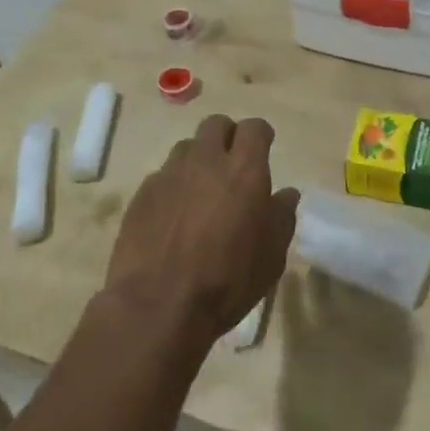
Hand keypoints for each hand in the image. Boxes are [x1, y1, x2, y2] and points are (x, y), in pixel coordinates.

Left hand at [104, 114, 299, 350]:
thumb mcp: (271, 257)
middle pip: (216, 125)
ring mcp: (170, 174)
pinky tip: (174, 215)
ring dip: (198, 159)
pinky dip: (173, 185)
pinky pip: (163, 175)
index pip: (254, 128)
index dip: (260, 136)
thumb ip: (282, 217)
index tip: (263, 149)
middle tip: (232, 165)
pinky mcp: (142, 193)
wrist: (158, 305)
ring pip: (187, 147)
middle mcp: (206, 160)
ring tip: (201, 190)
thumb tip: (286, 194)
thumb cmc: (227, 281)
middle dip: (227, 137)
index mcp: (244, 170)